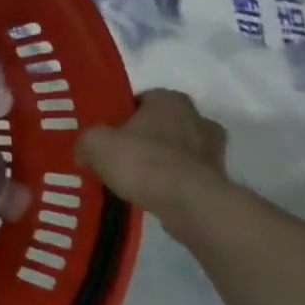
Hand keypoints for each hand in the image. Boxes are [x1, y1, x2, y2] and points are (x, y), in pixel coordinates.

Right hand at [77, 89, 230, 217]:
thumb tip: (84, 153)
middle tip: (120, 154)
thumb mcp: (95, 144)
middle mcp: (198, 118)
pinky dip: (172, 183)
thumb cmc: (141, 160)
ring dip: (161, 161)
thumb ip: (87, 142)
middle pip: (164, 124)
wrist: (189, 204)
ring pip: (179, 151)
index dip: (123, 115)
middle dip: (145, 137)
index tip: (108, 133)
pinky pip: (188, 176)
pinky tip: (152, 195)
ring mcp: (214, 151)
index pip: (143, 99)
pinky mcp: (220, 181)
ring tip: (135, 179)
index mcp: (169, 100)